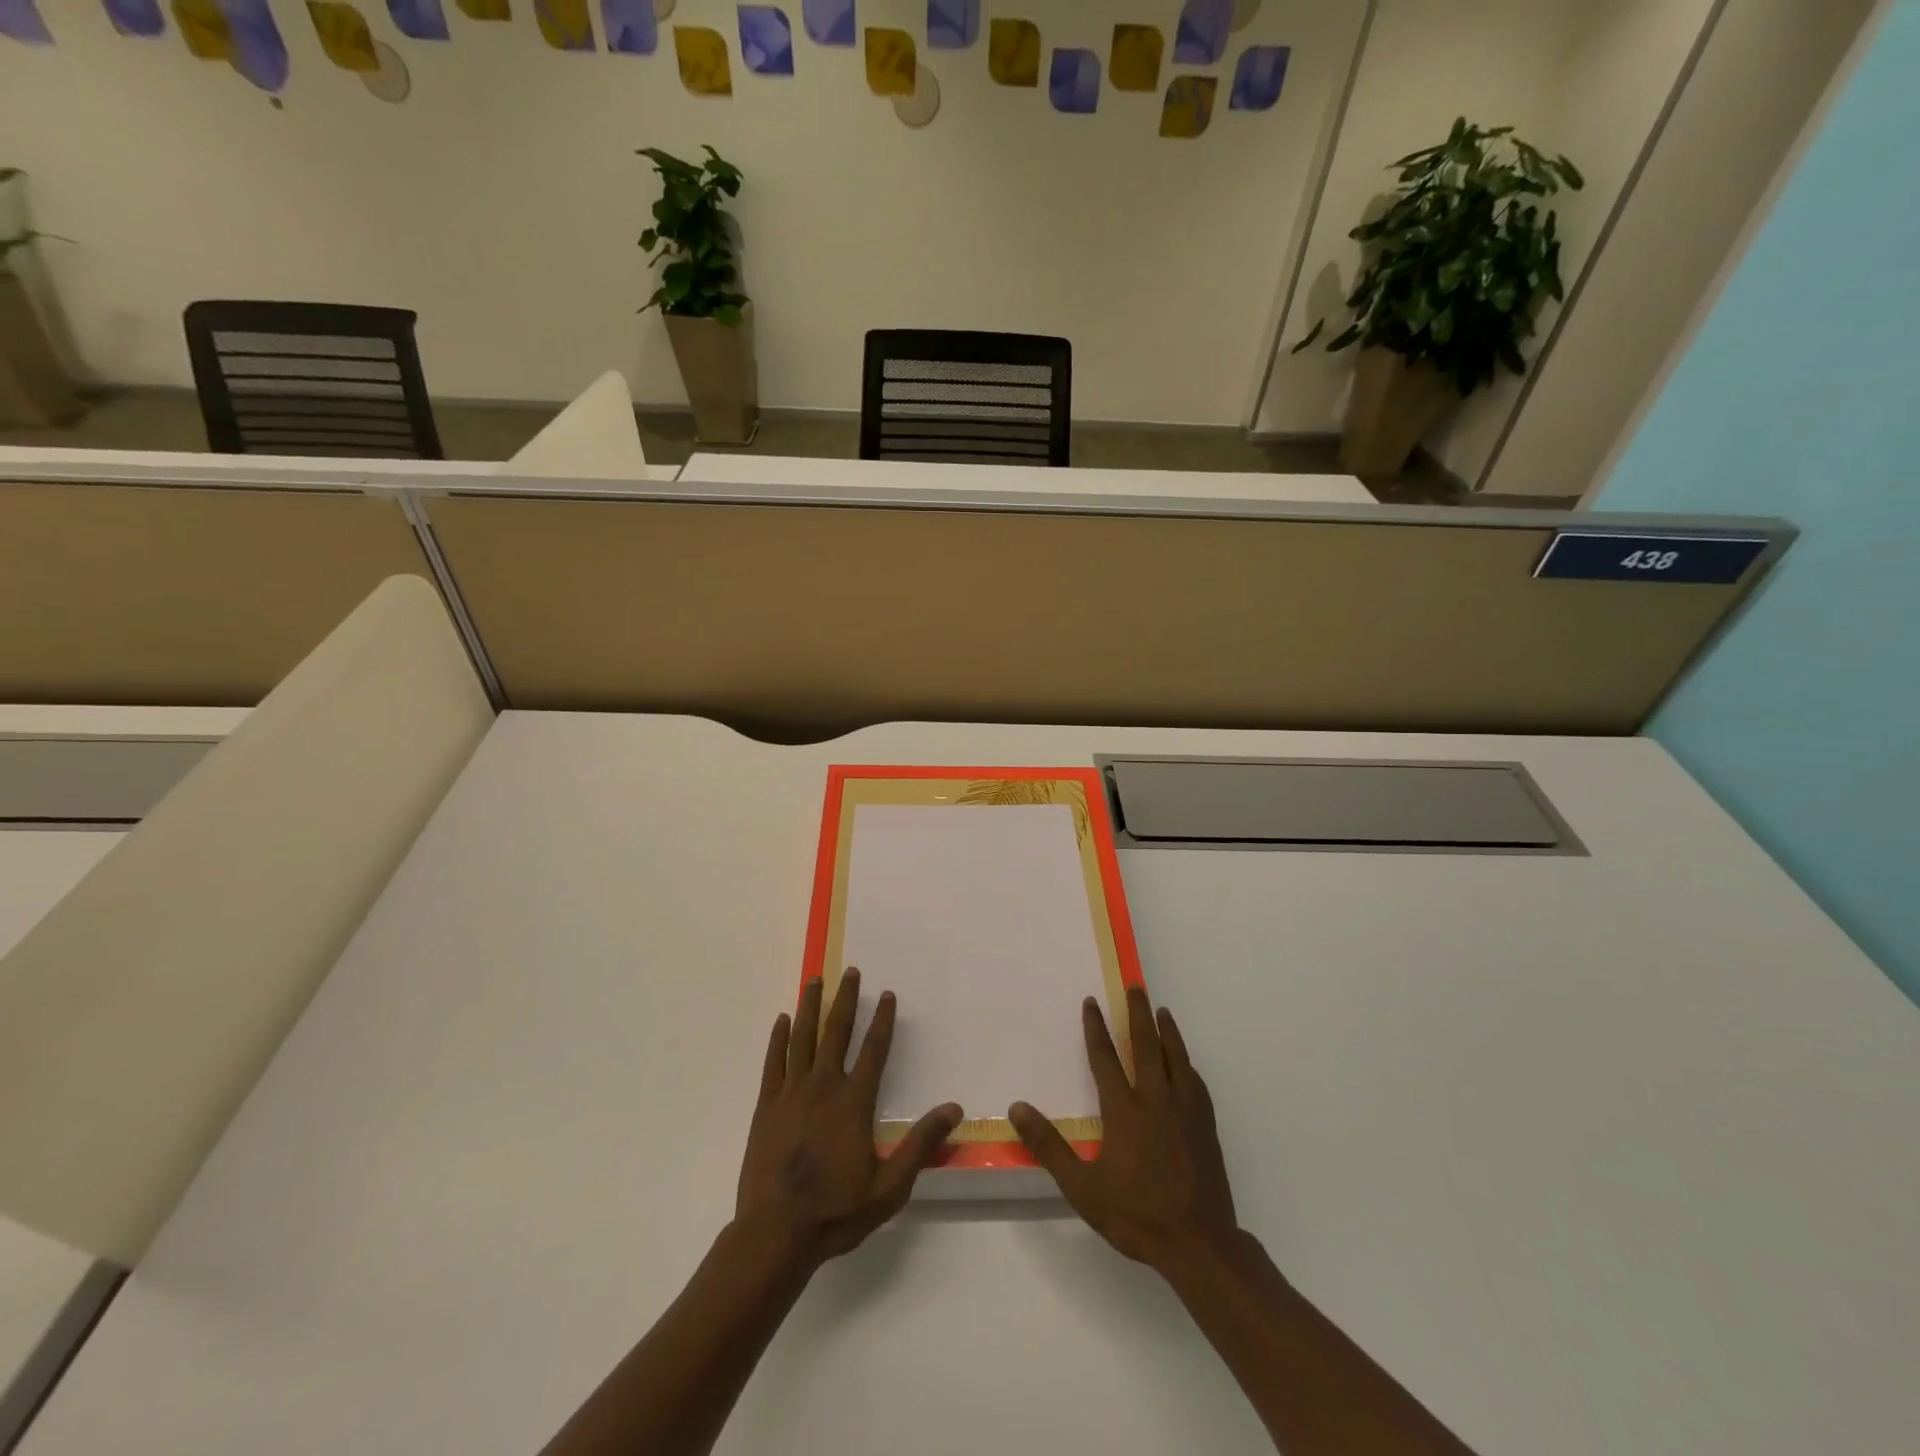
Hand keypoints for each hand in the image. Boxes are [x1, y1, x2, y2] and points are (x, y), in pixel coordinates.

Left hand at [735, 968, 961, 1271]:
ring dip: (810, 1007)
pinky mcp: (766, 1107)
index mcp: (854, 1102)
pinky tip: (783, 1020)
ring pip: (803, 1038)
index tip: (886, 993)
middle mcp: (823, 1086)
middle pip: (837, 1032)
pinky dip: (779, 1038)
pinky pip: (774, 1062)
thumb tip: (955, 1108)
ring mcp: (791, 1093)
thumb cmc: (836, 1210)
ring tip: (815, 980)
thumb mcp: (889, 1186)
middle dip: (846, 999)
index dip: (882, 1019)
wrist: (776, 1233)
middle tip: (851, 971)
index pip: (873, 1050)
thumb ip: (921, 1144)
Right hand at [1010, 987, 1237, 1273]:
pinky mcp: (1205, 1126)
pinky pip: (1196, 1083)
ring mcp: (1185, 1111)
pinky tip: (1186, 1063)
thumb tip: (1017, 1107)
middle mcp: (1155, 1100)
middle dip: (1138, 1013)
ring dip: (1167, 1031)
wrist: (1199, 1244)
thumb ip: (1049, 1146)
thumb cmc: (1136, 1215)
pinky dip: (1187, 1064)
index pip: (1105, 1058)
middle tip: (1135, 986)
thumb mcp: (1083, 1187)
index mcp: (1124, 1111)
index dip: (1096, 1028)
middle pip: (1145, 1046)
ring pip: (1175, 1058)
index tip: (1092, 1002)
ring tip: (1161, 1010)